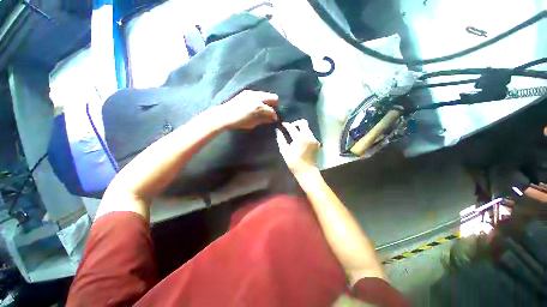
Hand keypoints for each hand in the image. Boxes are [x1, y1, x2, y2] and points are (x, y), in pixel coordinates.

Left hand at [219, 90, 278, 129]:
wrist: (224, 115)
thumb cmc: (239, 122)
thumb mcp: (253, 123)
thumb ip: (264, 120)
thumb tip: (272, 119)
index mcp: (259, 106)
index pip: (272, 110)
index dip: (274, 116)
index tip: (274, 120)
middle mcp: (257, 97)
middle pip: (273, 97)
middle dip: (274, 105)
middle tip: (271, 112)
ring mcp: (252, 93)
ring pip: (266, 94)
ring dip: (267, 101)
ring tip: (264, 108)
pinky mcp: (246, 92)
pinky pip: (258, 94)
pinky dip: (260, 99)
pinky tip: (256, 105)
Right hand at [276, 119, 319, 175]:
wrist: (306, 170)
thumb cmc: (293, 162)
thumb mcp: (284, 151)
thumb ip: (280, 139)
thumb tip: (277, 130)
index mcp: (299, 138)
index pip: (292, 127)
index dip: (286, 124)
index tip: (282, 124)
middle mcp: (308, 136)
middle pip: (303, 122)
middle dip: (295, 123)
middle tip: (290, 128)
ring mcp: (314, 139)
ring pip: (307, 128)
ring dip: (300, 129)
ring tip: (295, 135)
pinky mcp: (317, 142)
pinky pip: (310, 134)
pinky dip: (305, 135)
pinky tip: (301, 141)